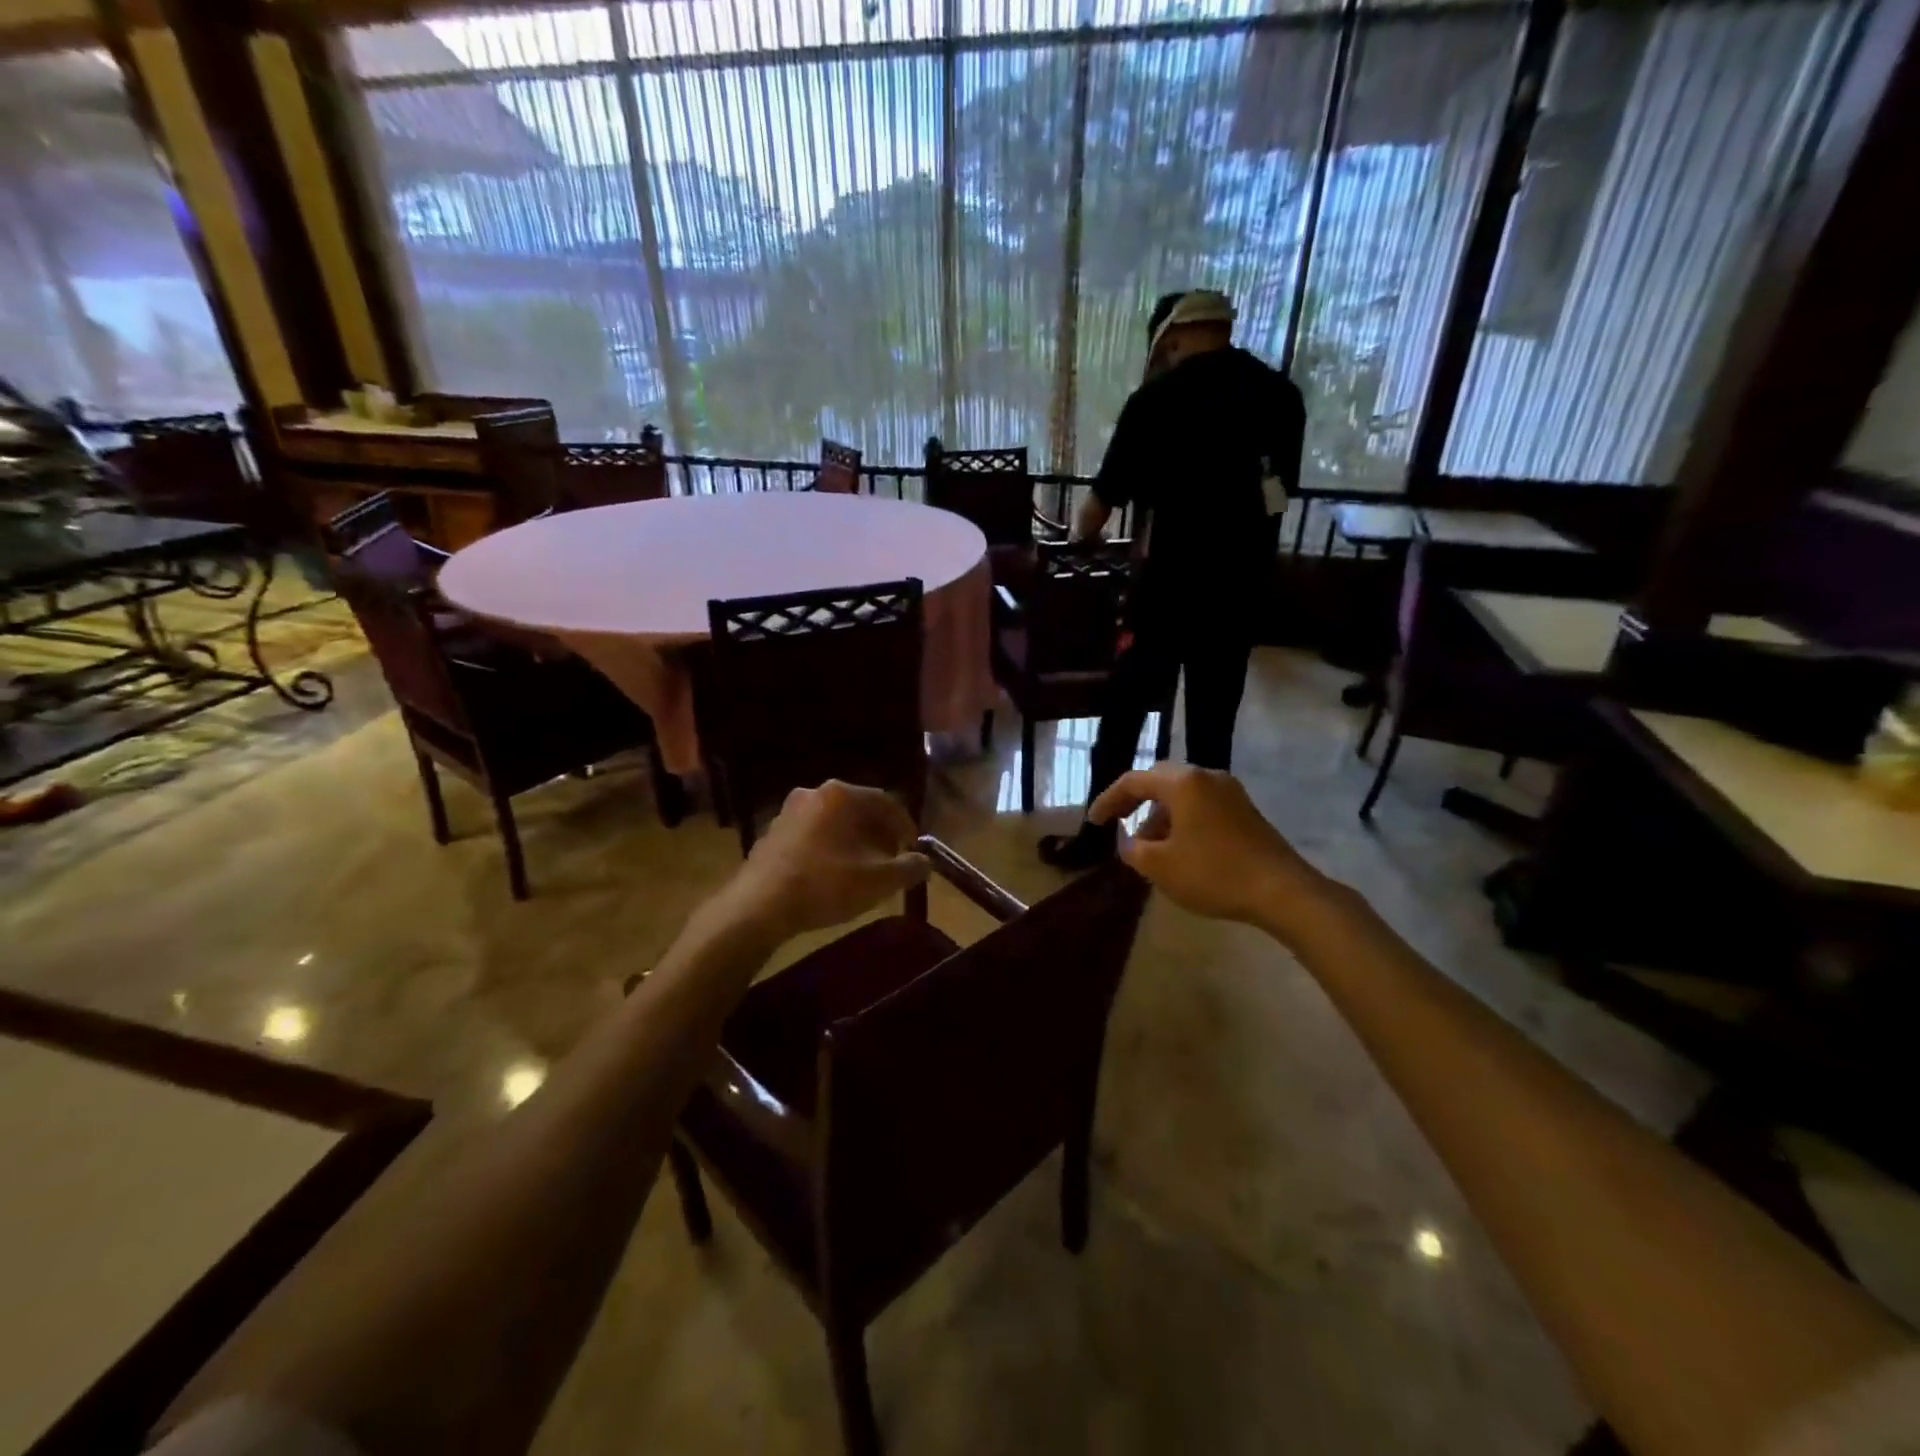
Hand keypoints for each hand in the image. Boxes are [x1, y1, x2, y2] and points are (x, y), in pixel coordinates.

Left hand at [723, 781, 929, 942]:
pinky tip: (833, 875)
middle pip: (859, 809)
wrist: (758, 907)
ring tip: (865, 870)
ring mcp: (789, 812)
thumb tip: (925, 863)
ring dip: (855, 841)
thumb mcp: (877, 881)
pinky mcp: (773, 833)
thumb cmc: (823, 886)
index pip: (886, 802)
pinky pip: (813, 834)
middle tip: (892, 859)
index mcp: (840, 795)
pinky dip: (830, 848)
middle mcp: (814, 793)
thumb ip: (908, 869)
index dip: (906, 826)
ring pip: (835, 822)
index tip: (914, 850)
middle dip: (880, 834)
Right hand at [1089, 764, 1328, 933]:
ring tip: (1150, 847)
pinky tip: (1180, 848)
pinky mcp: (1245, 810)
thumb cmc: (1213, 873)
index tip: (1093, 822)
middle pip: (1159, 780)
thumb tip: (1129, 841)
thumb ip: (1134, 850)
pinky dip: (1183, 820)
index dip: (1108, 800)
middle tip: (1118, 823)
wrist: (1282, 891)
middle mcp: (1206, 776)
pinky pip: (1202, 804)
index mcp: (1182, 783)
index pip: (1133, 781)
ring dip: (1160, 814)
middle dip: (1135, 802)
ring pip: (1183, 794)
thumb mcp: (1160, 867)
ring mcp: (1230, 791)